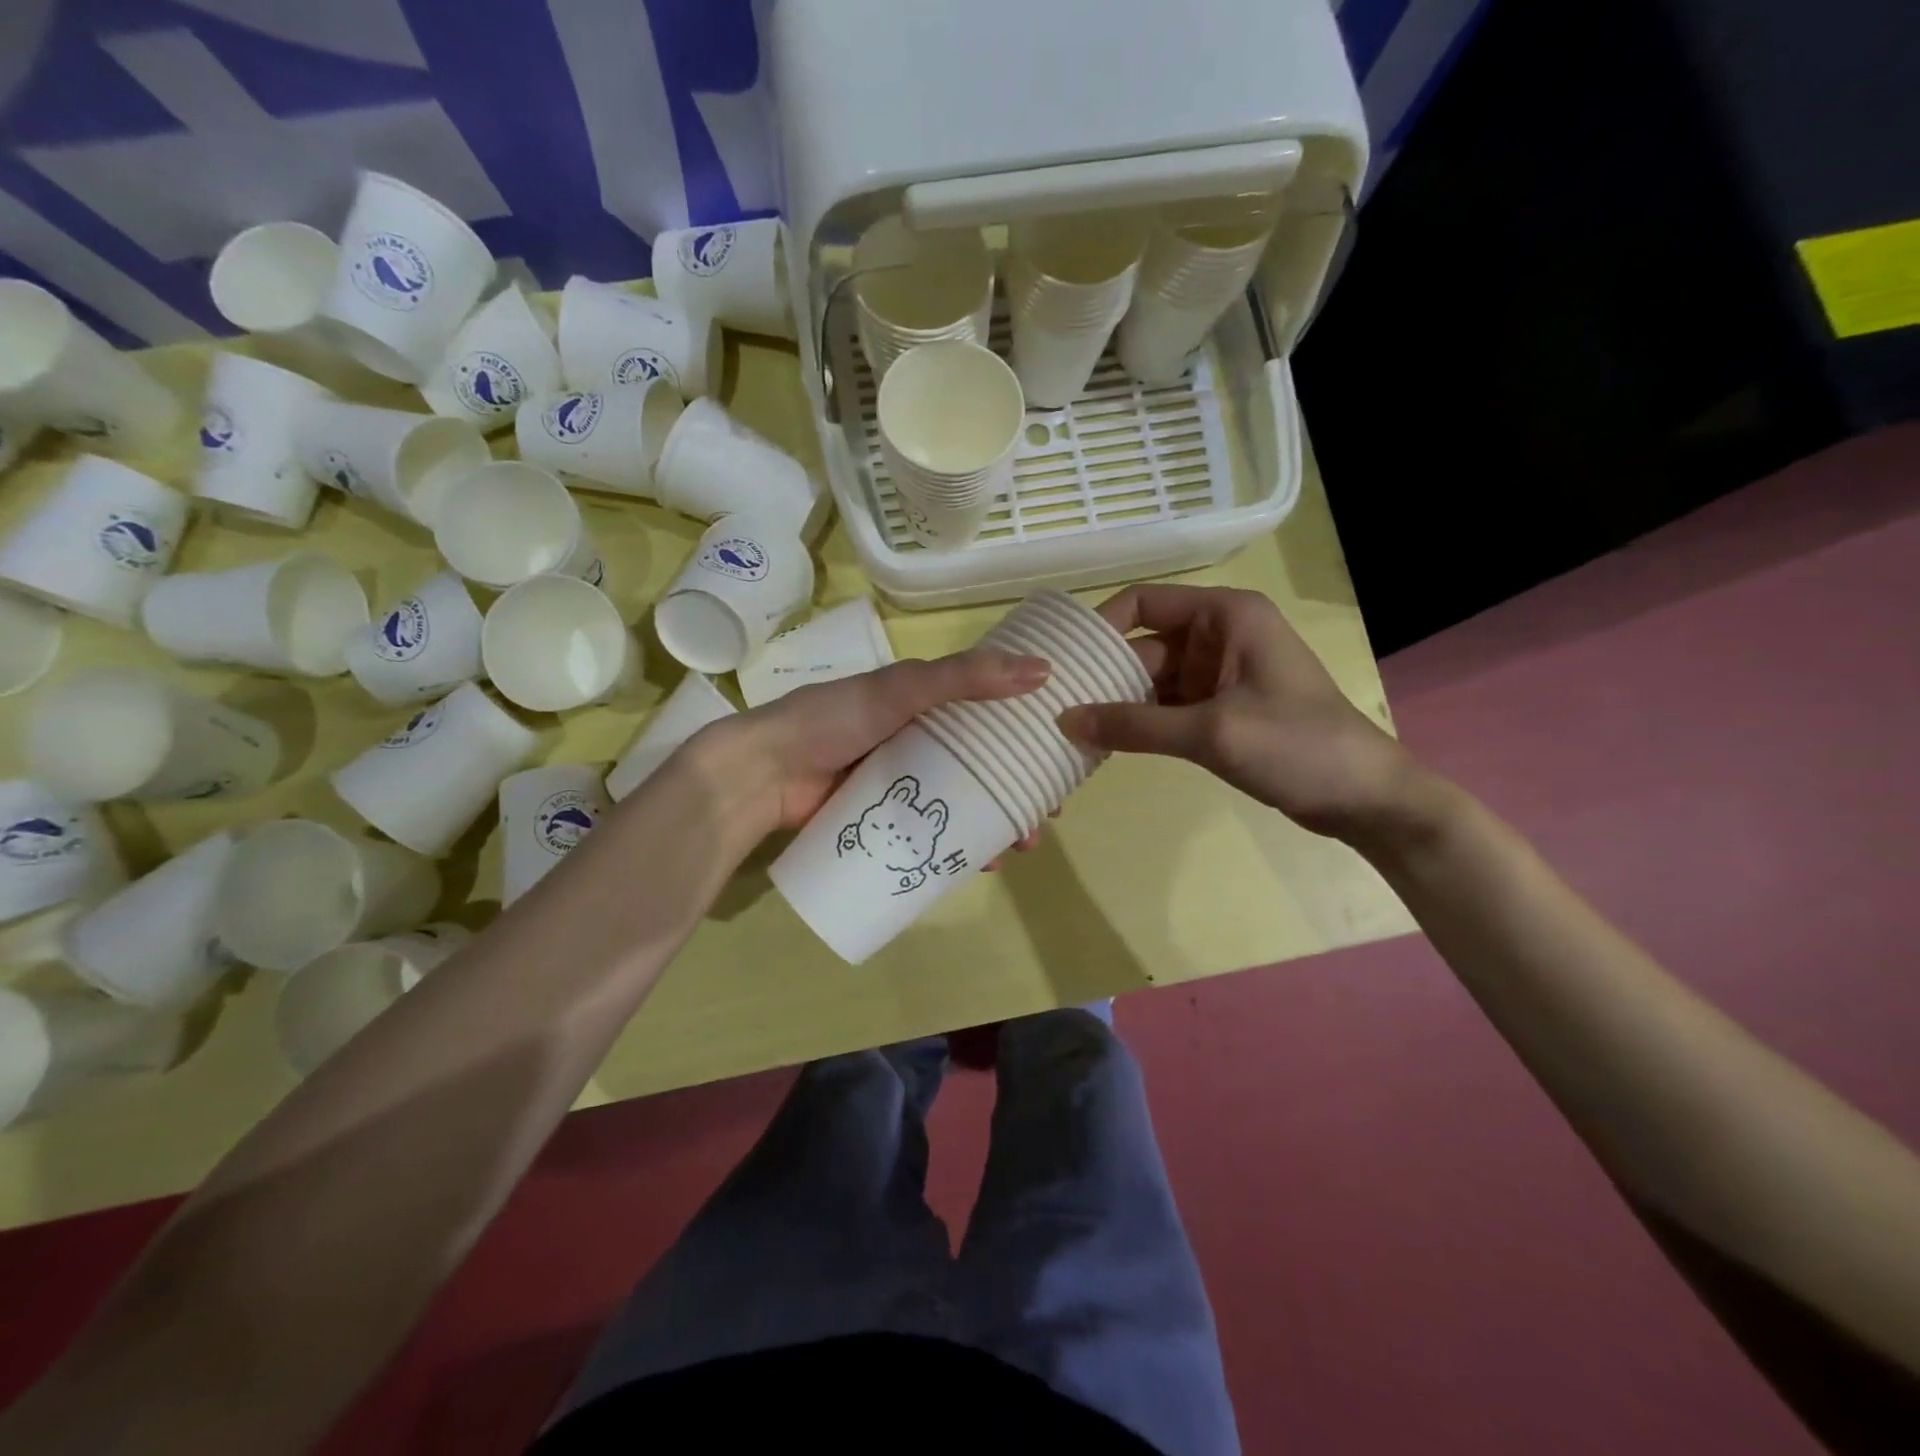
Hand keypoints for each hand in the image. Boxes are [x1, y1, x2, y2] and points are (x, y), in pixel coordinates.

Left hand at [704, 650, 1051, 834]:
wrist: (765, 773)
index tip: (1058, 754)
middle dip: (1018, 787)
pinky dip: (961, 847)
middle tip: (1045, 811)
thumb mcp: (903, 688)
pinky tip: (983, 864)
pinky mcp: (887, 820)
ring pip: (963, 803)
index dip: (1025, 731)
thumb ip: (966, 677)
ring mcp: (903, 784)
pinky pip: (935, 834)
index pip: (988, 713)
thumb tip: (1043, 670)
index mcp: (925, 704)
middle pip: (982, 764)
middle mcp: (918, 741)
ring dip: (997, 822)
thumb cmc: (834, 720)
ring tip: (1022, 844)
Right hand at [1057, 584, 1419, 840]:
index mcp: (1225, 617)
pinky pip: (1164, 708)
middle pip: (1143, 646)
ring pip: (1150, 681)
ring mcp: (1217, 676)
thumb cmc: (1297, 746)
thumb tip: (1065, 722)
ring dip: (1116, 704)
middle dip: (1103, 675)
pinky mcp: (1218, 710)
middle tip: (1053, 704)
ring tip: (1068, 728)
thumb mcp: (1212, 732)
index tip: (1063, 661)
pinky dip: (1138, 724)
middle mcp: (1218, 637)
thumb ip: (1135, 726)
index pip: (1145, 602)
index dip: (1101, 626)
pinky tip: (1104, 744)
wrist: (1364, 799)